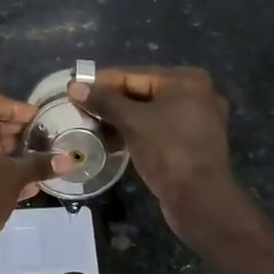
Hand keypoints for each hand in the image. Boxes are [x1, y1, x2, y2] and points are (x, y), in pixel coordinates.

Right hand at [67, 66, 237, 235]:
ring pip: (150, 113)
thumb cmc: (167, 151)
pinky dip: (137, 133)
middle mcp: (196, 94)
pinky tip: (115, 141)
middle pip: (143, 92)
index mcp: (186, 80)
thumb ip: (104, 101)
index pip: (134, 75)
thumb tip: (74, 87)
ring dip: (121, 120)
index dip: (101, 82)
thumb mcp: (132, 122)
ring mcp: (198, 120)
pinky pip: (159, 130)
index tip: (74, 89)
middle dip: (111, 103)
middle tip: (80, 110)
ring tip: (92, 127)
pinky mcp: (193, 143)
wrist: (199, 198)